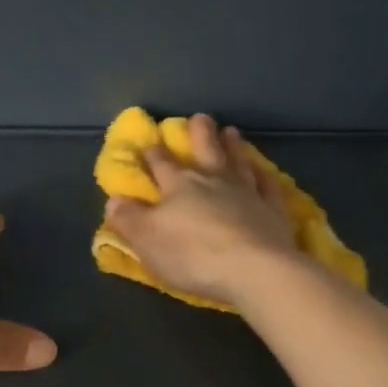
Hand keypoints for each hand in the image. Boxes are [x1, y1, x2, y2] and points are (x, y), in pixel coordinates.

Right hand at [104, 114, 301, 308]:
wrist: (255, 269)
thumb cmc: (193, 254)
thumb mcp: (147, 240)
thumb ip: (128, 218)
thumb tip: (114, 199)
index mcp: (179, 186)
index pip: (162, 164)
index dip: (153, 154)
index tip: (149, 142)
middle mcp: (214, 181)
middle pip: (205, 151)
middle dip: (199, 133)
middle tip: (200, 117)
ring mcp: (247, 193)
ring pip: (238, 162)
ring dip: (233, 147)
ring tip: (231, 132)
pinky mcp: (273, 210)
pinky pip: (268, 186)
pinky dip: (265, 175)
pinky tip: (264, 170)